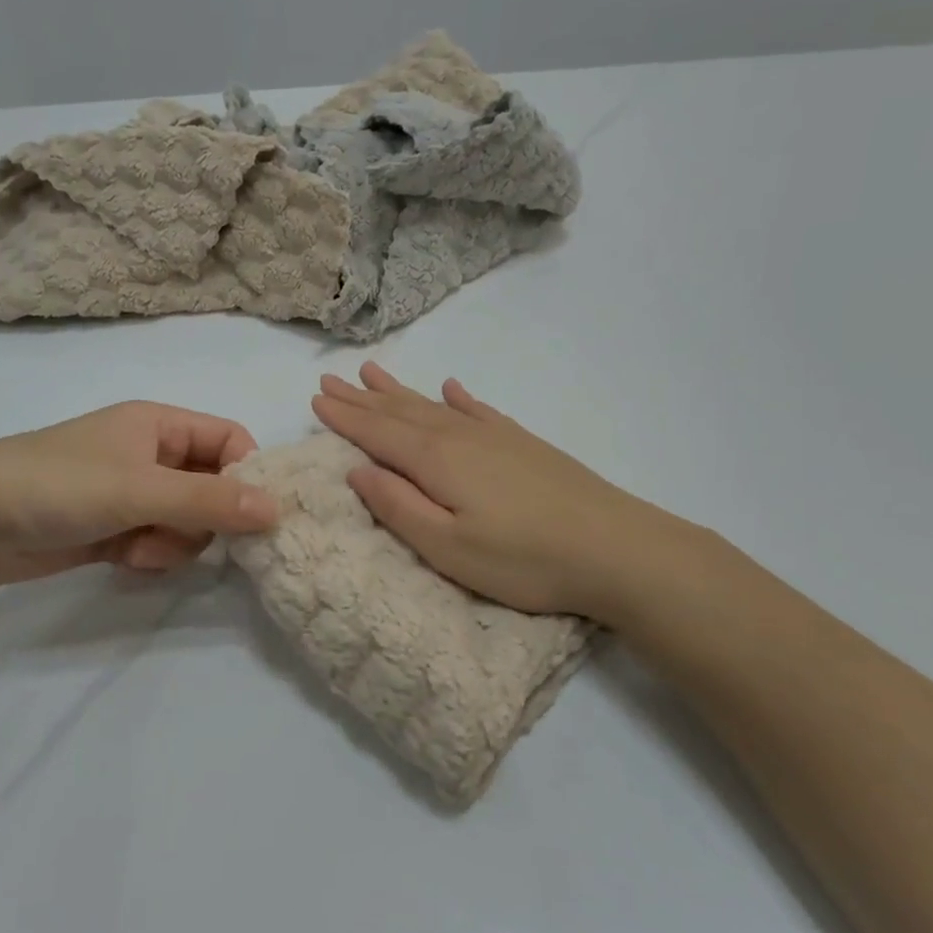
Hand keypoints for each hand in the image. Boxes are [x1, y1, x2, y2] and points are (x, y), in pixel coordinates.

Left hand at [0, 402, 279, 585]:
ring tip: (141, 547)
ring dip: (175, 542)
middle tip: (188, 534)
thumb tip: (276, 509)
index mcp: (159, 424)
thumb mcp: (141, 488)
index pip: (229, 440)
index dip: (249, 473)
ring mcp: (131, 494)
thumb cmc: (61, 484)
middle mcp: (151, 455)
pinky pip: (158, 543)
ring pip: (187, 522)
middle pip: (213, 486)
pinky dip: (150, 555)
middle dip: (206, 517)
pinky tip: (122, 559)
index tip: (257, 515)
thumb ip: (210, 501)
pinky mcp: (113, 529)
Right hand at [312, 363, 701, 623]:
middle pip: (399, 412)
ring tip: (372, 373)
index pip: (377, 433)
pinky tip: (451, 388)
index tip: (316, 399)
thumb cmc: (523, 559)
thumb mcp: (447, 548)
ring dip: (399, 391)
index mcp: (435, 461)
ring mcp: (494, 436)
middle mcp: (459, 436)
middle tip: (330, 379)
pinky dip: (458, 398)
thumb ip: (397, 506)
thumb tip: (357, 470)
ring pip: (433, 405)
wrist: (616, 549)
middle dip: (362, 397)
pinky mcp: (522, 444)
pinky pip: (478, 410)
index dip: (344, 417)